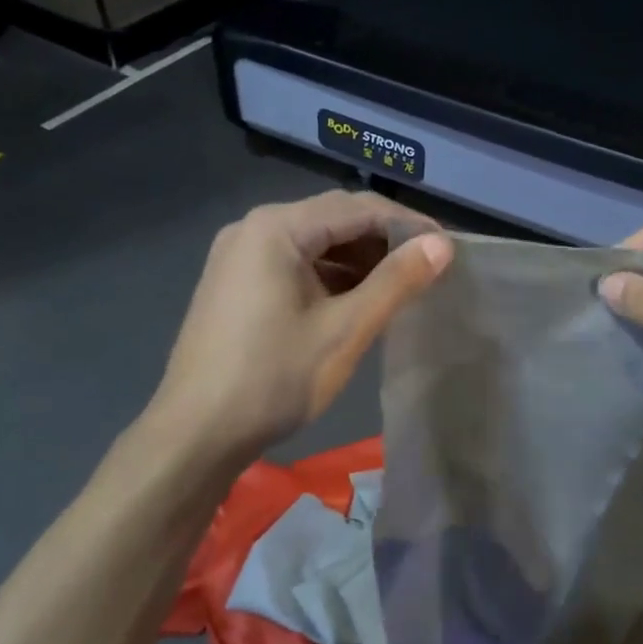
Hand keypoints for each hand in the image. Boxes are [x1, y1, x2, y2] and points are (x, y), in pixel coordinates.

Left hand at [146, 191, 452, 462]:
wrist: (194, 436)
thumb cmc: (274, 379)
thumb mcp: (345, 330)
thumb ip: (396, 282)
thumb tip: (442, 245)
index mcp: (277, 227)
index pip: (357, 207)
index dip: (408, 224)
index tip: (448, 246)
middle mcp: (253, 228)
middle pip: (333, 218)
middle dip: (383, 239)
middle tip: (427, 266)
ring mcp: (238, 254)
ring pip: (313, 241)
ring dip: (357, 258)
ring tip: (398, 285)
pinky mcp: (234, 281)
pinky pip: (292, 262)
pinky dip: (328, 274)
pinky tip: (354, 300)